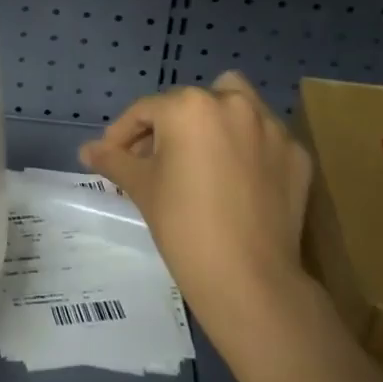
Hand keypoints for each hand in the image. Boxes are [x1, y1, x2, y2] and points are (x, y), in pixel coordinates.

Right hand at [79, 71, 315, 335]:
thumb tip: (86, 150)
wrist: (249, 278)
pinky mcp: (296, 154)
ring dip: (214, 120)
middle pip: (189, 103)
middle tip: (154, 160)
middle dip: (168, 126)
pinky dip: (248, 148)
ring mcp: (271, 128)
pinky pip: (264, 138)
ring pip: (236, 105)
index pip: (145, 111)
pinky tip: (236, 179)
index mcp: (189, 106)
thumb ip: (113, 160)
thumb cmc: (183, 225)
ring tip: (201, 155)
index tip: (113, 156)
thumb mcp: (141, 187)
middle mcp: (233, 104)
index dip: (123, 134)